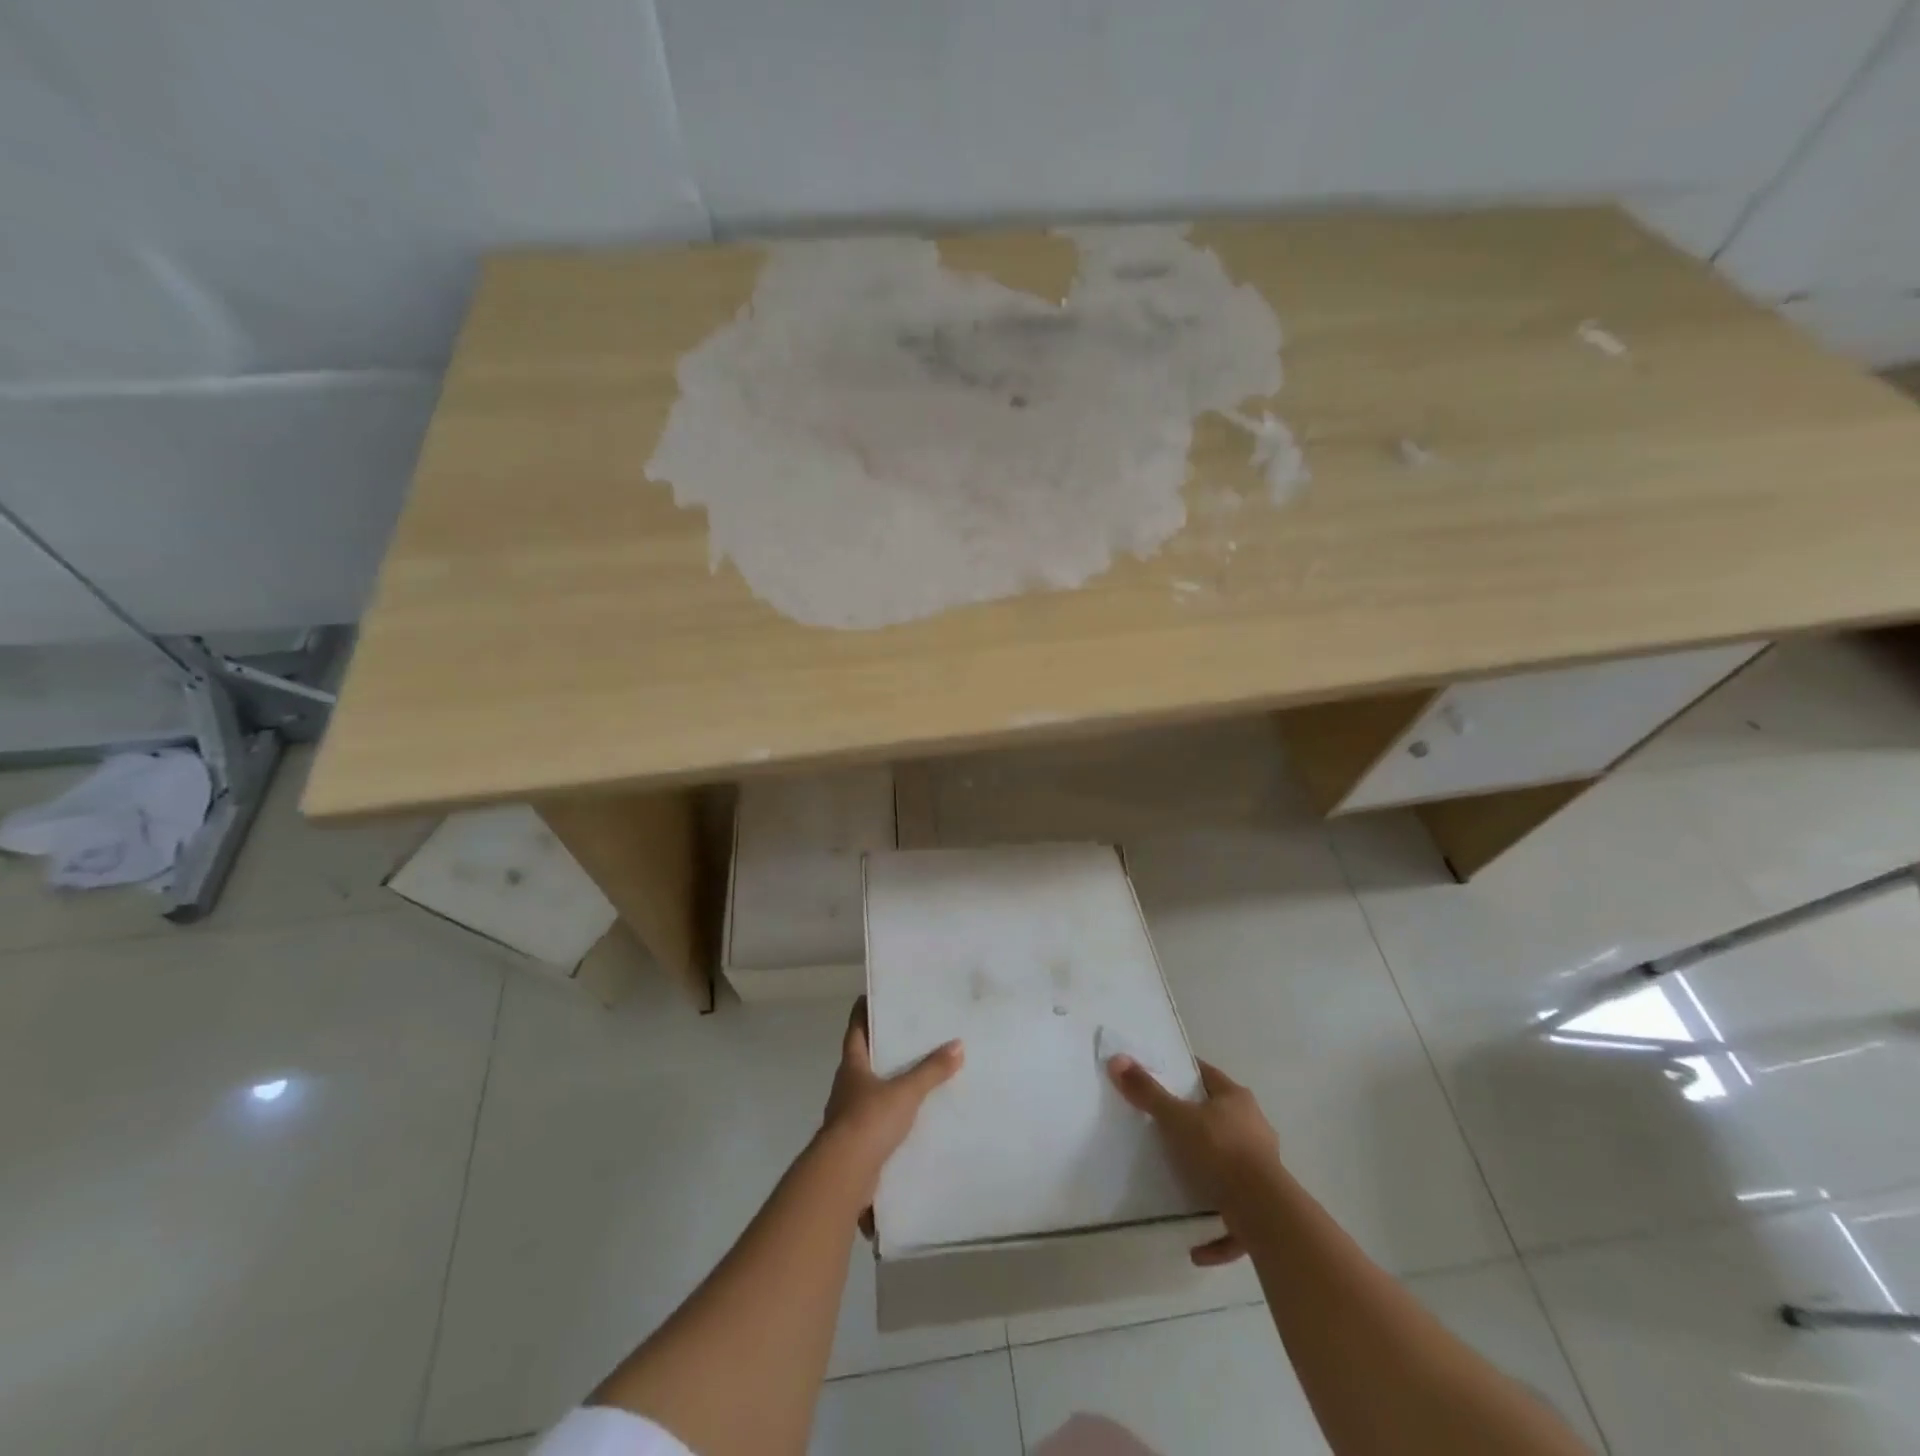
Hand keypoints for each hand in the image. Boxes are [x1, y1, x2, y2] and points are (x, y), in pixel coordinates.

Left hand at [821, 998, 963, 1228]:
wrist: (844, 1175)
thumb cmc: (869, 1120)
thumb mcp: (905, 1092)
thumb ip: (931, 1071)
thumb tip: (958, 1044)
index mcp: (852, 1066)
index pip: (855, 1030)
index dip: (863, 1012)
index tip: (872, 997)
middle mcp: (846, 1087)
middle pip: (863, 1060)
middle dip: (882, 1049)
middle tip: (908, 1036)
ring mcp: (848, 1116)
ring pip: (870, 1092)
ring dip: (888, 1085)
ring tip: (917, 1077)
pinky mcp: (856, 1143)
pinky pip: (877, 1122)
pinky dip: (892, 1117)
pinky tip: (912, 1119)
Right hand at [1108, 1055, 1281, 1266]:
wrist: (1264, 1211)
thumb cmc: (1219, 1150)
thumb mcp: (1175, 1117)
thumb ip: (1147, 1092)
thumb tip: (1117, 1060)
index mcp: (1237, 1100)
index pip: (1208, 1075)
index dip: (1186, 1073)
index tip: (1165, 1077)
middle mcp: (1255, 1129)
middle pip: (1222, 1120)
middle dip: (1197, 1126)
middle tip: (1165, 1130)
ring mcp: (1264, 1170)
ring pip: (1231, 1167)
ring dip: (1208, 1178)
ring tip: (1180, 1187)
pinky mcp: (1265, 1209)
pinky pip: (1236, 1218)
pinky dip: (1217, 1230)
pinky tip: (1196, 1247)